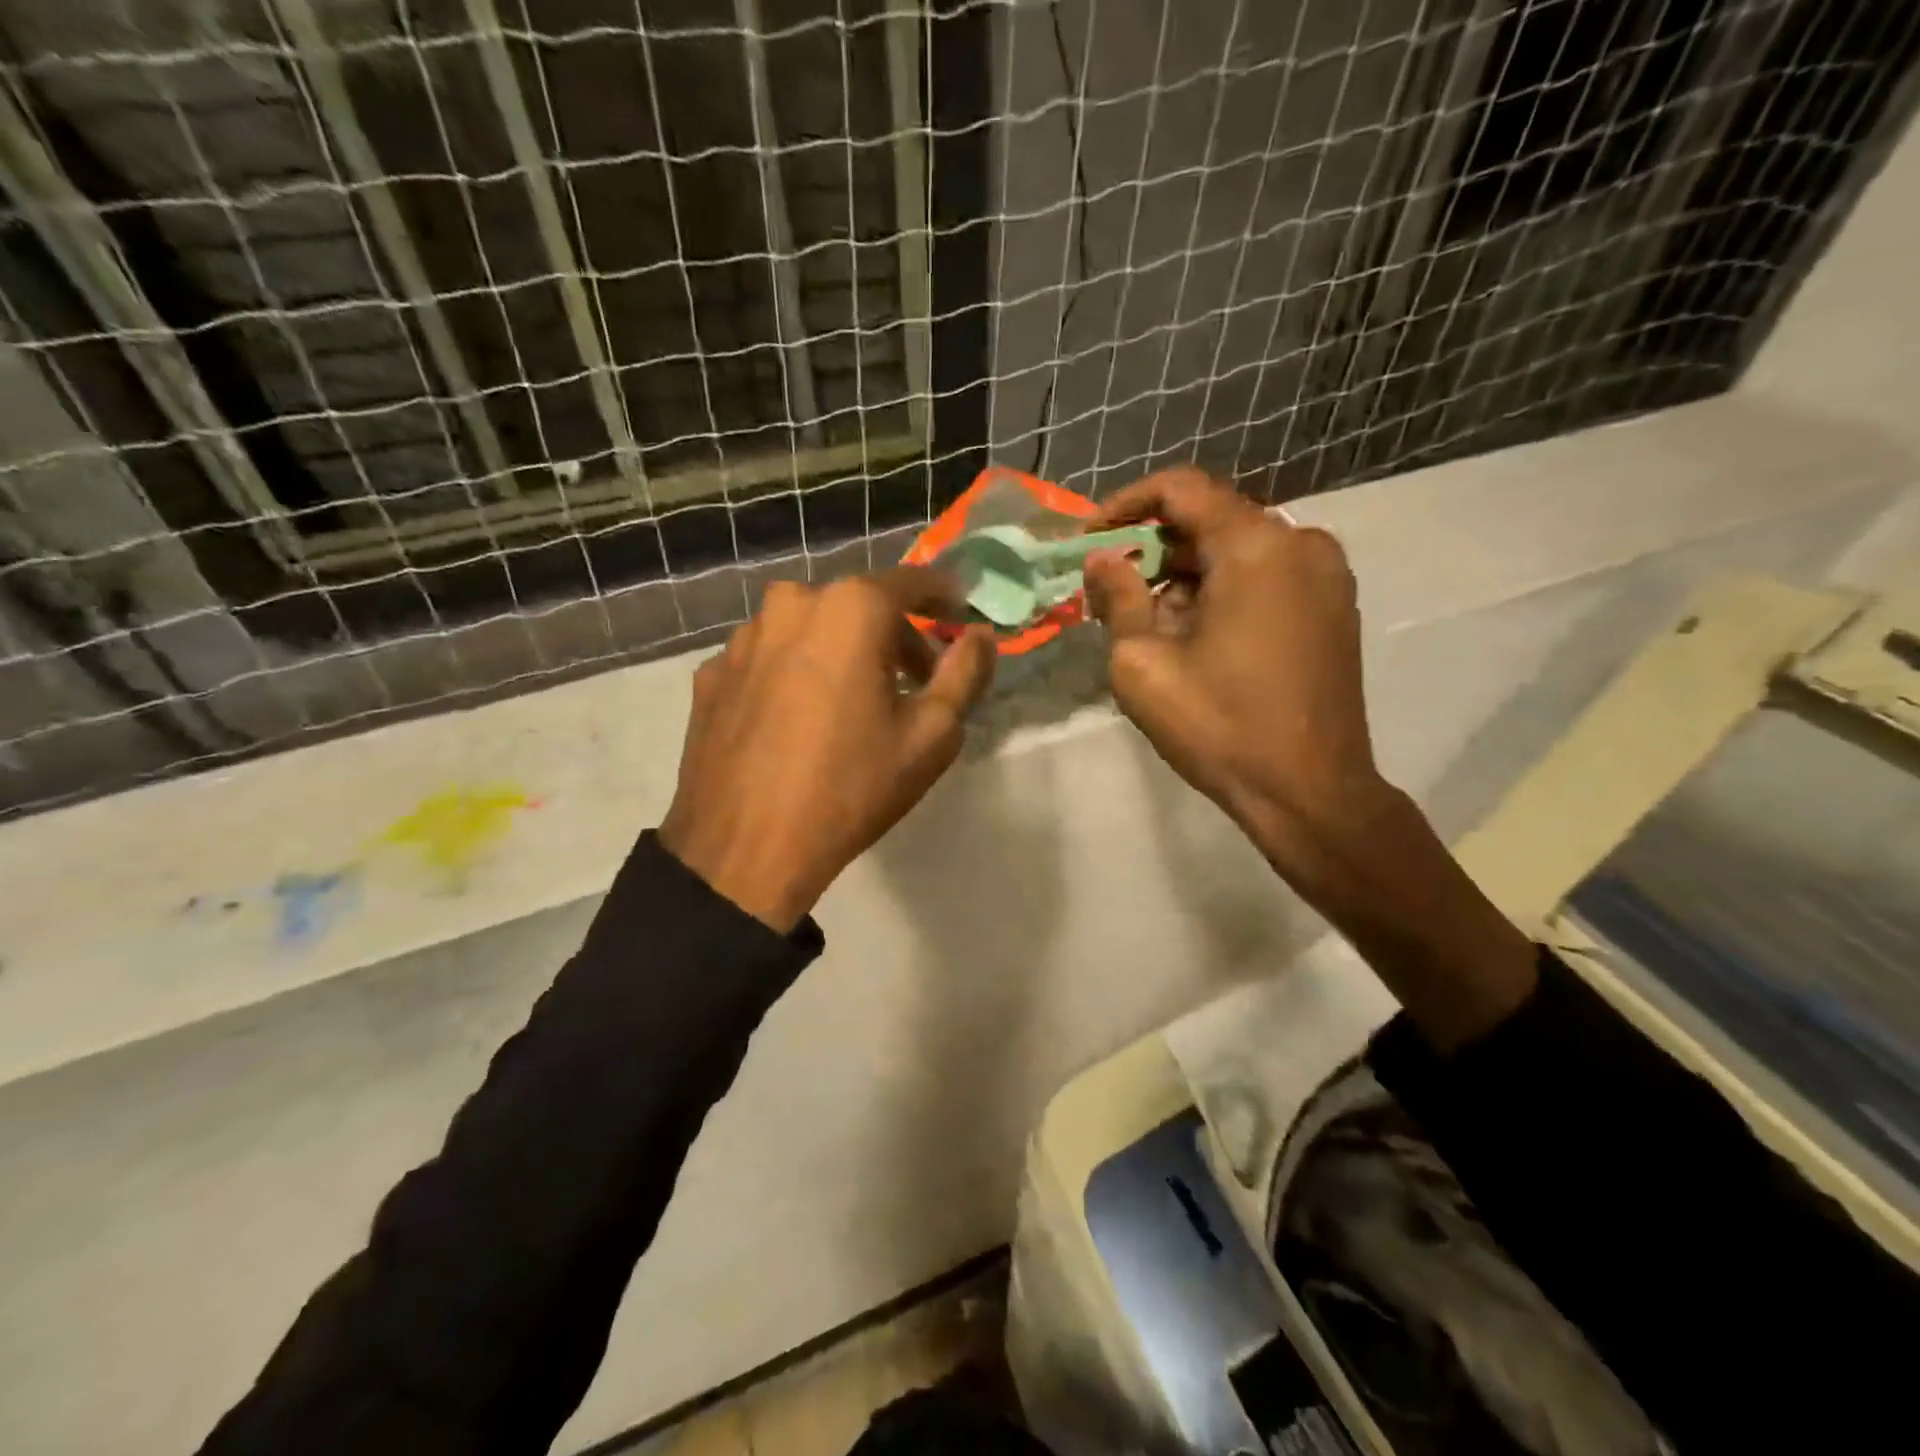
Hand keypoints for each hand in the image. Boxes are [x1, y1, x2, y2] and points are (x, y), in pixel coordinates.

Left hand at [660, 572, 994, 931]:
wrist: (745, 849)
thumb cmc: (851, 787)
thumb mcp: (932, 735)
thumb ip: (966, 672)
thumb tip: (981, 635)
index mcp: (850, 609)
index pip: (911, 581)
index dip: (943, 595)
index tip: (958, 614)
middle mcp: (790, 604)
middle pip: (857, 604)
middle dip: (892, 635)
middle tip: (913, 682)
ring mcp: (742, 638)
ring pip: (808, 628)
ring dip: (839, 650)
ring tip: (851, 703)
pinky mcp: (712, 674)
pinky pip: (769, 658)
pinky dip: (794, 673)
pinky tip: (798, 720)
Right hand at [1086, 468, 1536, 1048]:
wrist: (1310, 792)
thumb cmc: (1219, 727)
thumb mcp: (1143, 664)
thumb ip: (1118, 597)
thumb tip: (1102, 559)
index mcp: (1256, 547)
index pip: (1182, 489)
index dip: (1126, 505)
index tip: (1089, 539)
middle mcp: (1301, 543)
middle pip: (1211, 520)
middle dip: (1153, 548)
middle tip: (1108, 589)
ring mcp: (1326, 575)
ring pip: (1238, 551)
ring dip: (1186, 575)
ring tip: (1148, 624)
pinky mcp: (1334, 608)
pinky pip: (1266, 576)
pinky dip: (1223, 591)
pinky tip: (1196, 637)